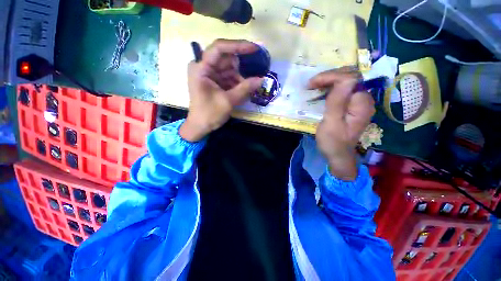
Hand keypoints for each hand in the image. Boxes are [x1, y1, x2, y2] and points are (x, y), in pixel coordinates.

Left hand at [179, 39, 263, 141]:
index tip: (254, 49)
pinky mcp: (213, 81)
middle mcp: (204, 67)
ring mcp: (209, 74)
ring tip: (248, 89)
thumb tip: (262, 79)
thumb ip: (245, 89)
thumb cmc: (209, 114)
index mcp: (201, 68)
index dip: (238, 46)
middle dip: (241, 68)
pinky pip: (228, 77)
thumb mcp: (228, 101)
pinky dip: (236, 83)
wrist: (200, 127)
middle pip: (226, 60)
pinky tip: (242, 92)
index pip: (219, 48)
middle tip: (254, 75)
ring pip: (229, 69)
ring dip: (240, 79)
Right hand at [307, 68, 374, 180]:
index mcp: (361, 104)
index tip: (312, 83)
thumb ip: (338, 101)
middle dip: (329, 77)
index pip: (350, 78)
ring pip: (345, 81)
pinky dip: (330, 87)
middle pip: (349, 77)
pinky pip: (342, 89)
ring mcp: (358, 101)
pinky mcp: (351, 105)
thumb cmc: (333, 142)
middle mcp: (364, 99)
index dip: (331, 76)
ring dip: (329, 81)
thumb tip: (346, 78)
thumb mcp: (332, 123)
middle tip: (311, 84)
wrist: (337, 154)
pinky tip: (321, 90)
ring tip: (314, 86)